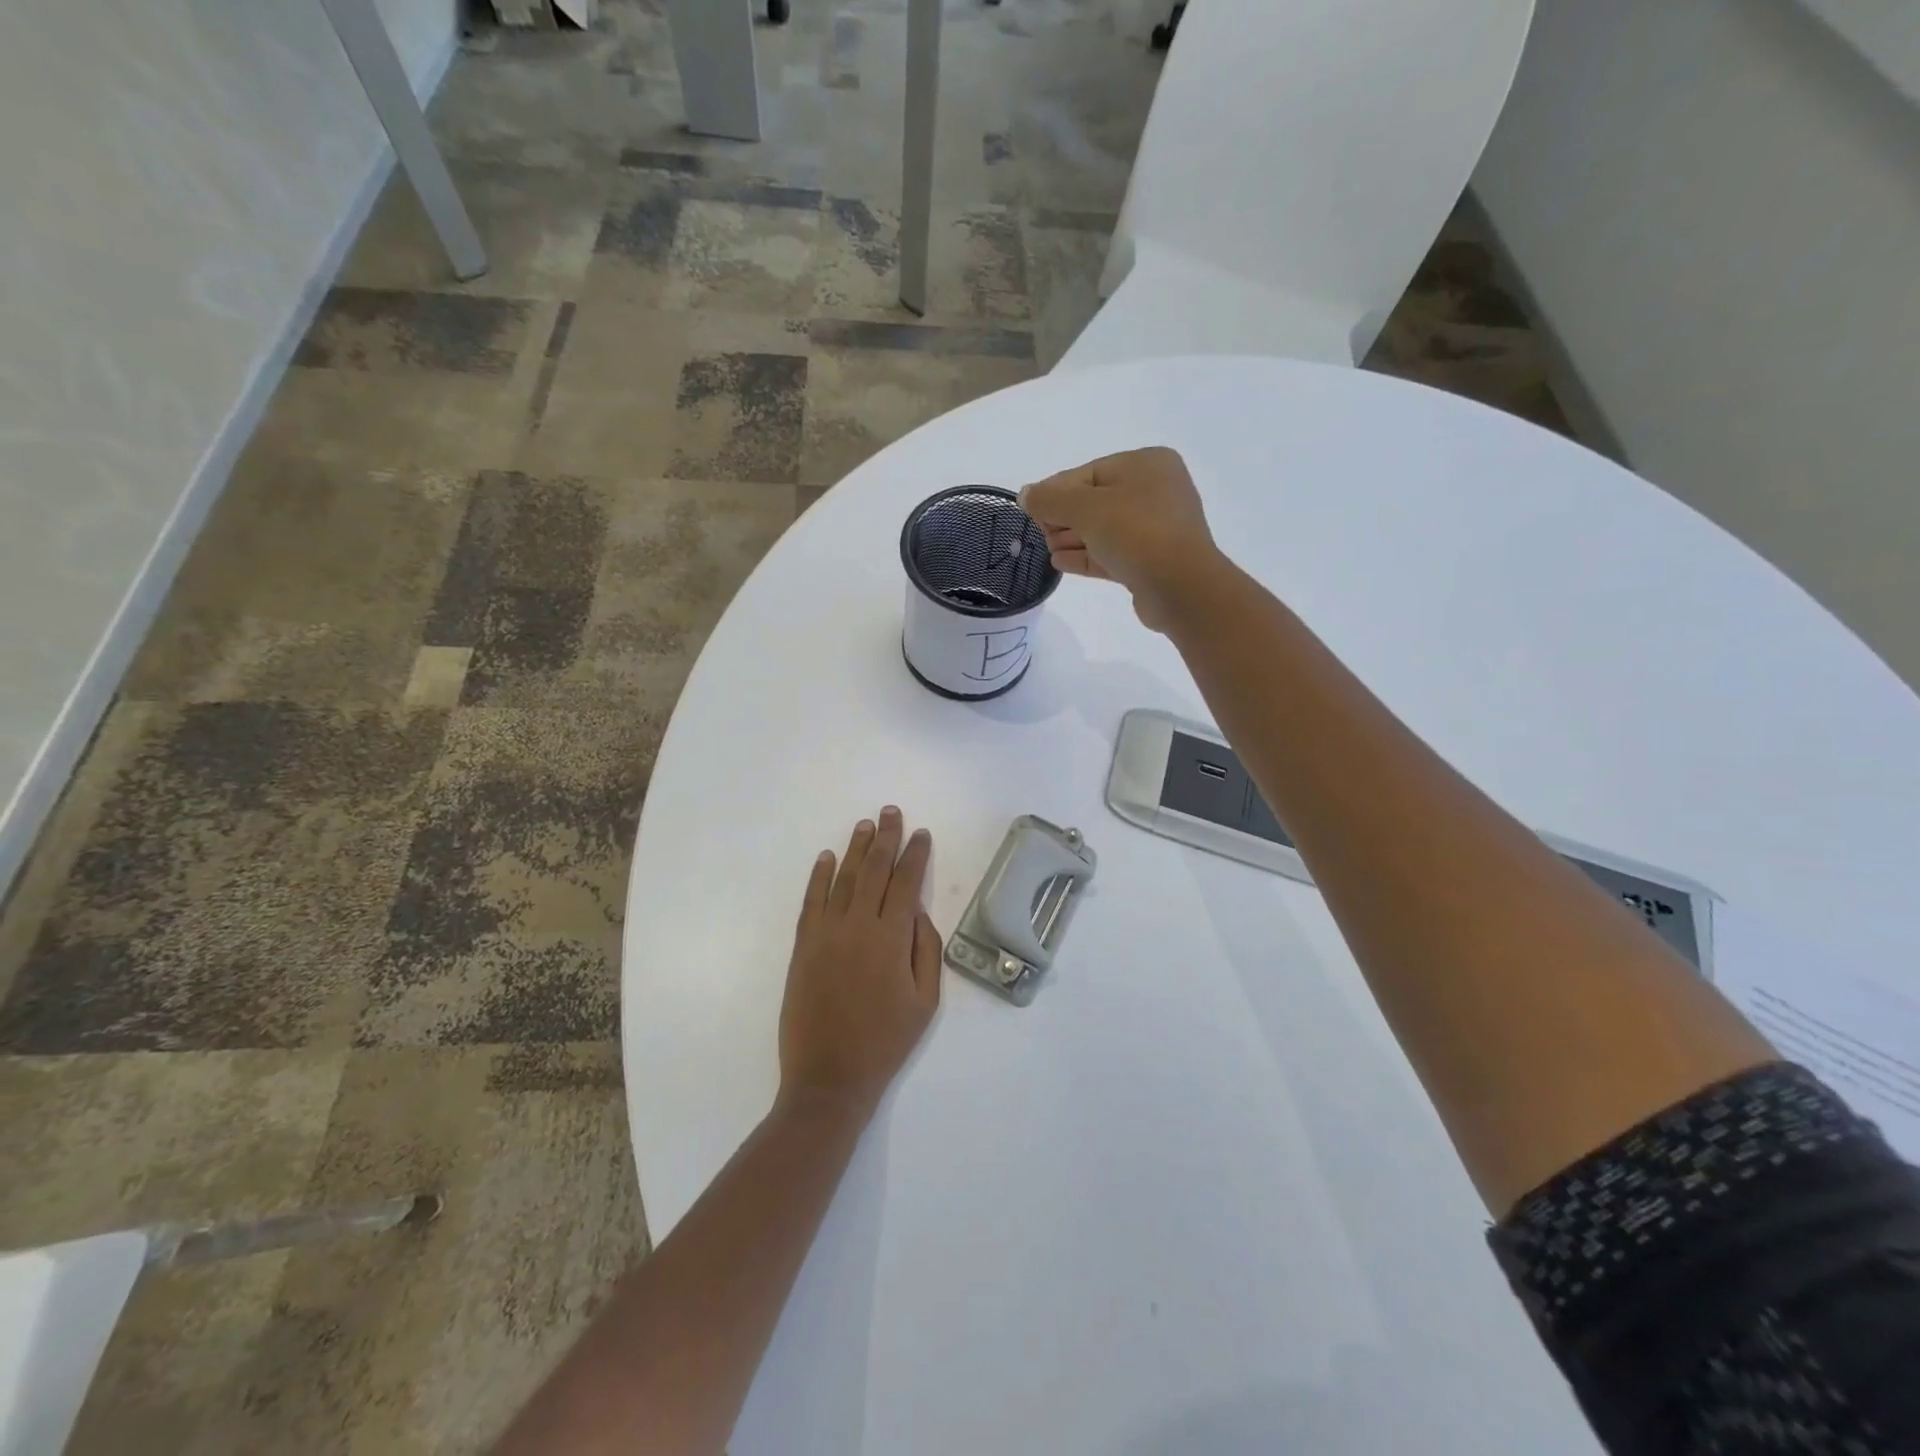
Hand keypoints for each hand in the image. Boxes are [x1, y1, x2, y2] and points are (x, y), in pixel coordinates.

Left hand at [779, 807, 942, 1123]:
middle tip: (891, 812)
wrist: (829, 1078)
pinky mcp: (803, 946)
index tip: (921, 834)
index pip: (906, 883)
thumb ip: (927, 951)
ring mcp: (826, 933)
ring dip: (855, 849)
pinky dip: (819, 877)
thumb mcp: (925, 1002)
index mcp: (892, 939)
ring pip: (844, 879)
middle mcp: (858, 926)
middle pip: (875, 870)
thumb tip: (919, 912)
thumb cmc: (885, 1041)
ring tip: (865, 825)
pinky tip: (827, 858)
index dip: (915, 856)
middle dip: (886, 838)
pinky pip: (811, 901)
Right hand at [1021, 446, 1221, 630]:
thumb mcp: (1085, 508)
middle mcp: (1156, 491)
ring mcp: (1157, 528)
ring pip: (1104, 529)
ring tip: (1047, 549)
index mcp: (1147, 464)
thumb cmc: (1136, 533)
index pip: (1088, 473)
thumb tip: (1025, 494)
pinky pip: (1112, 553)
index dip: (1055, 491)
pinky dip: (1086, 556)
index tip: (1030, 510)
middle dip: (1064, 517)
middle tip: (1040, 532)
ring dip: (1073, 538)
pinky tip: (1060, 562)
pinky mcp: (1152, 561)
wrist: (1181, 587)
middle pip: (1095, 501)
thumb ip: (1050, 499)